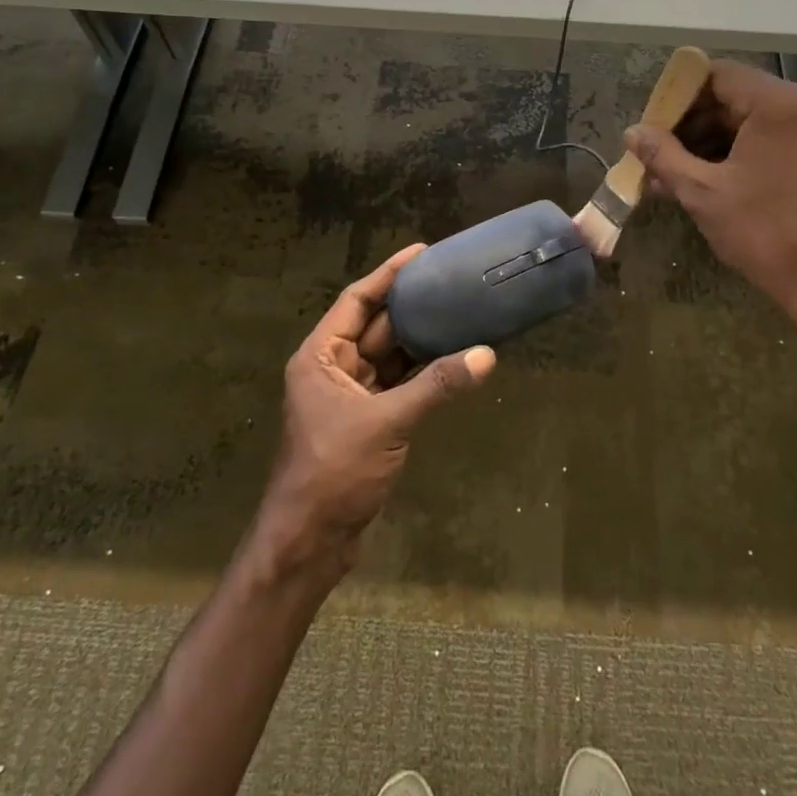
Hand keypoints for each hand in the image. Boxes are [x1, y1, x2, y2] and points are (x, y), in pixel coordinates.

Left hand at [256, 244, 495, 579]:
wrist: (309, 543)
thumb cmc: (333, 472)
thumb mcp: (386, 422)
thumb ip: (436, 386)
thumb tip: (487, 355)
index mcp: (321, 356)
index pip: (356, 300)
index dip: (388, 274)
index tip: (421, 252)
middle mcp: (333, 368)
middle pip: (376, 325)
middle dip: (411, 305)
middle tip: (452, 280)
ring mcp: (351, 396)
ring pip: (391, 356)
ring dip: (422, 339)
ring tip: (460, 310)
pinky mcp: (369, 421)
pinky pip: (400, 383)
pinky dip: (424, 372)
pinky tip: (454, 358)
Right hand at [626, 59, 796, 345]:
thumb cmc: (766, 234)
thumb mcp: (702, 193)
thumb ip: (663, 155)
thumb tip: (632, 132)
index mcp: (780, 102)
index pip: (716, 75)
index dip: (677, 97)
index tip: (651, 127)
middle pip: (734, 96)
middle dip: (691, 125)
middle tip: (656, 155)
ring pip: (750, 120)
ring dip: (710, 142)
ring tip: (672, 175)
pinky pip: (770, 138)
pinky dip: (737, 153)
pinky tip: (705, 180)